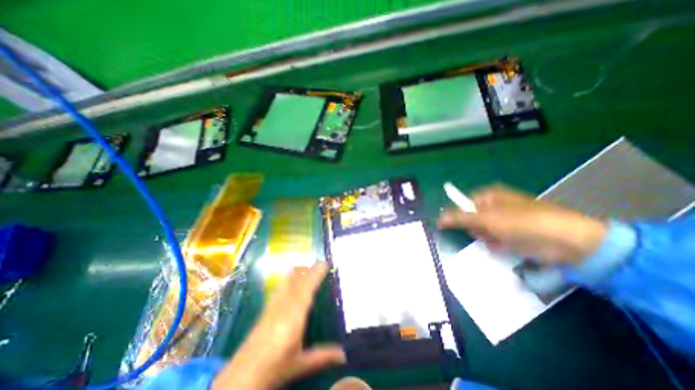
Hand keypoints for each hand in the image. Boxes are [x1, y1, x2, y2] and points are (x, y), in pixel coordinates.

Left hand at [208, 261, 343, 389]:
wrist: (241, 375)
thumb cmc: (274, 367)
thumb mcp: (300, 363)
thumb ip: (322, 355)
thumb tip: (344, 355)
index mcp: (294, 315)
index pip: (307, 287)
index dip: (316, 274)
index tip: (325, 263)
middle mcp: (284, 305)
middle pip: (296, 280)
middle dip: (308, 269)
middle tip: (320, 265)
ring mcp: (273, 304)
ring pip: (286, 280)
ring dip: (298, 272)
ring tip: (308, 268)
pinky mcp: (266, 308)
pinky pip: (280, 286)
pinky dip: (288, 278)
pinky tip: (290, 278)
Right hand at [439, 185, 608, 265]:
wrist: (568, 242)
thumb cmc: (523, 223)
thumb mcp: (487, 219)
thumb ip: (460, 218)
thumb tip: (438, 219)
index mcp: (488, 196)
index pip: (462, 205)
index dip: (458, 217)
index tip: (461, 227)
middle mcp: (494, 206)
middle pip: (470, 219)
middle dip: (475, 229)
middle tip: (484, 233)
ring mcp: (503, 221)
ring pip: (480, 231)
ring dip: (485, 238)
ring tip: (497, 240)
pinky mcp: (511, 235)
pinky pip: (492, 240)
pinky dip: (495, 245)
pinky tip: (504, 246)